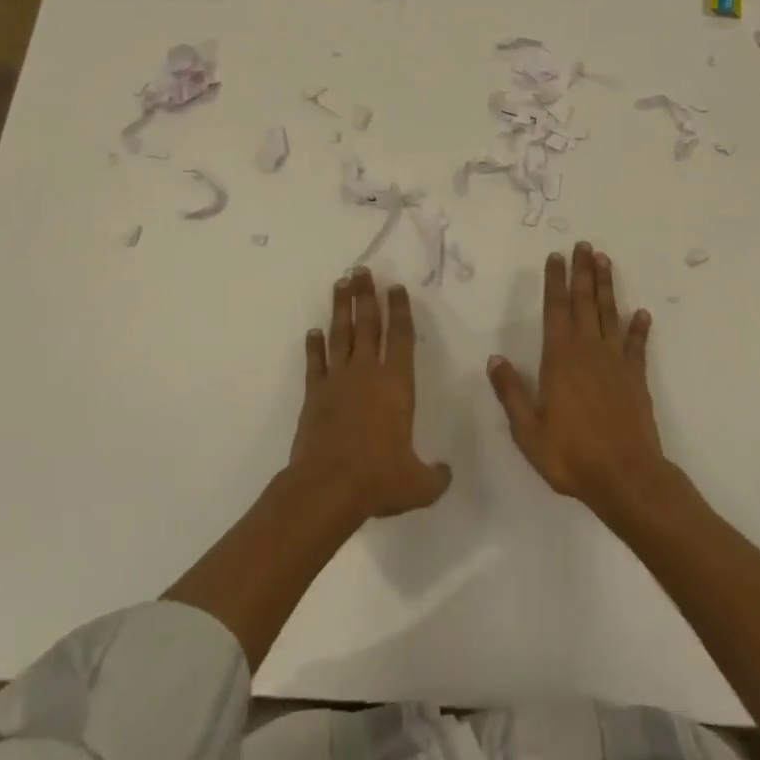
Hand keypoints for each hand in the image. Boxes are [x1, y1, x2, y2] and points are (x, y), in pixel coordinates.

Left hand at [289, 267, 450, 522]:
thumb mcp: (418, 484)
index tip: (395, 287)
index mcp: (397, 384)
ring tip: (341, 283)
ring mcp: (338, 381)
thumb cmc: (378, 479)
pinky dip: (314, 346)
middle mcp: (367, 373)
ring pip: (340, 335)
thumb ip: (435, 476)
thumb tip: (447, 474)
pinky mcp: (314, 394)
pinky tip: (313, 332)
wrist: (327, 488)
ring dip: (341, 308)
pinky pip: (315, 363)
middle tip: (362, 270)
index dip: (400, 310)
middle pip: (368, 324)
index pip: (401, 337)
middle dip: (366, 295)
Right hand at [488, 242, 668, 518]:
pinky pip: (636, 346)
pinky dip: (639, 328)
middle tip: (584, 245)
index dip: (555, 281)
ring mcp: (615, 362)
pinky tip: (642, 313)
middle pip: (584, 302)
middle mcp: (588, 351)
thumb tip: (494, 358)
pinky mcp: (635, 378)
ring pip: (609, 314)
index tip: (555, 256)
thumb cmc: (571, 455)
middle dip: (583, 272)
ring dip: (607, 287)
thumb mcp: (528, 430)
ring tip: (606, 261)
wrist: (626, 477)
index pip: (555, 309)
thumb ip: (511, 392)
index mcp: (560, 359)